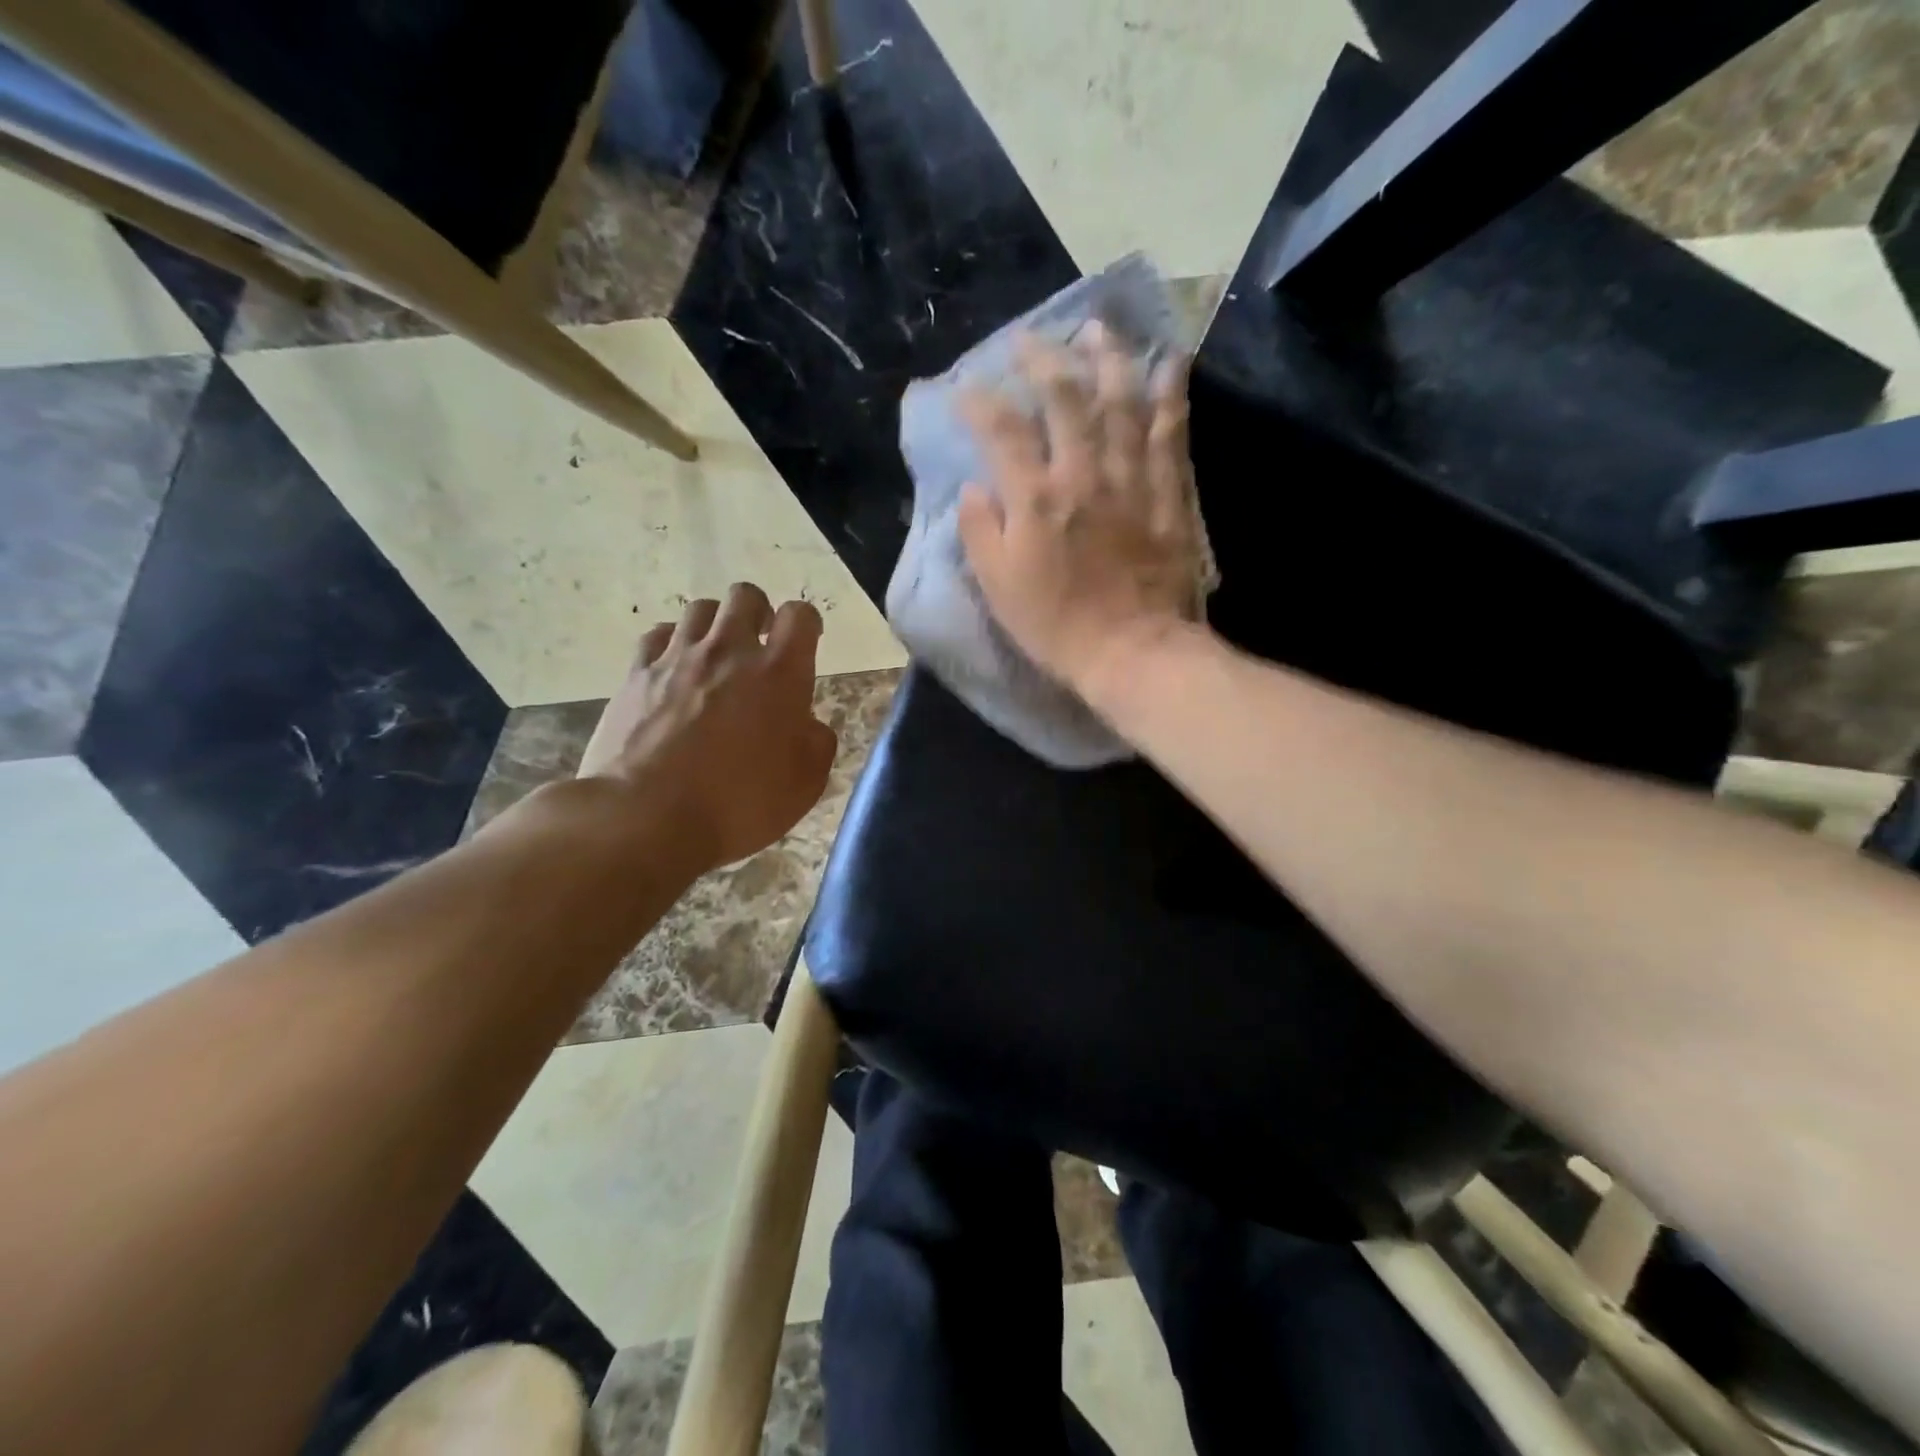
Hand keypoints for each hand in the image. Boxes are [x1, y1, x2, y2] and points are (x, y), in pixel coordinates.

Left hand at [579, 584, 836, 871]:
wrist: (648, 817)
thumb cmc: (739, 804)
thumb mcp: (805, 784)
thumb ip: (817, 742)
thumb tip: (808, 724)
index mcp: (779, 673)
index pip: (799, 616)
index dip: (806, 623)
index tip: (806, 641)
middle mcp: (730, 651)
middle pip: (746, 596)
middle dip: (758, 612)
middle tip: (759, 644)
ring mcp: (678, 658)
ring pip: (699, 608)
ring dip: (715, 625)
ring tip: (715, 654)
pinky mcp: (636, 674)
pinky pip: (657, 636)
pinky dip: (671, 643)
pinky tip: (673, 668)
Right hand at [957, 326, 1203, 699]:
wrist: (1133, 653)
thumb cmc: (1057, 627)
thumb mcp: (998, 588)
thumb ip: (980, 532)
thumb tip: (974, 488)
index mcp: (1036, 499)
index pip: (1003, 431)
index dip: (980, 403)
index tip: (966, 391)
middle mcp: (1084, 474)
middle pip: (1065, 398)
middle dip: (1044, 359)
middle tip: (1030, 339)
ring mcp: (1131, 480)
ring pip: (1122, 402)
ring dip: (1109, 358)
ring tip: (1099, 328)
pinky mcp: (1169, 494)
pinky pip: (1171, 433)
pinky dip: (1171, 394)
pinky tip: (1170, 363)